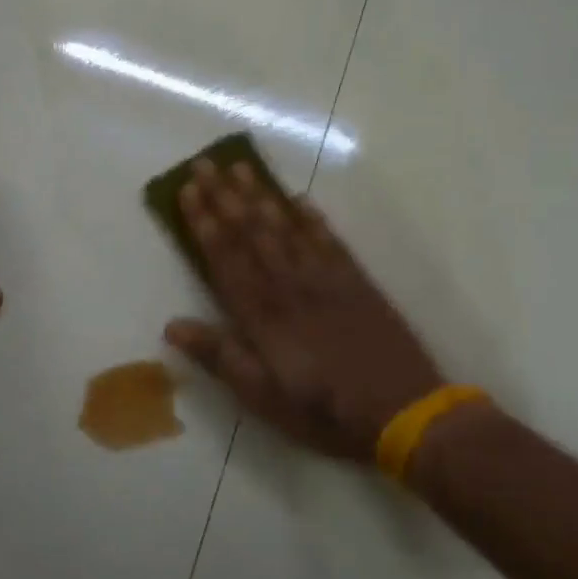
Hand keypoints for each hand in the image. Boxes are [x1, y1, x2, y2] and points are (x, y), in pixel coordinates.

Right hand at [163, 160, 441, 462]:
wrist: (405, 415)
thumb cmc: (323, 411)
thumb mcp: (262, 396)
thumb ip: (220, 356)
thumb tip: (172, 326)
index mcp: (263, 315)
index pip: (226, 258)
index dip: (204, 223)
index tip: (187, 191)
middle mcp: (290, 287)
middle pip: (252, 233)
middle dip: (225, 197)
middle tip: (206, 164)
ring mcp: (327, 281)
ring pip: (287, 229)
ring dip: (262, 196)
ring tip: (242, 167)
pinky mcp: (358, 284)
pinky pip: (331, 242)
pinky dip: (313, 218)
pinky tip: (300, 199)